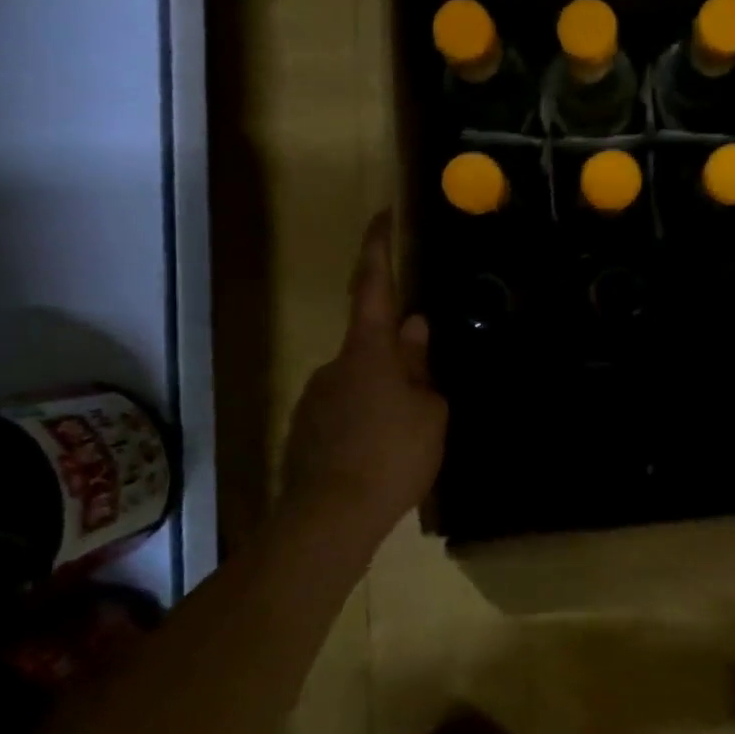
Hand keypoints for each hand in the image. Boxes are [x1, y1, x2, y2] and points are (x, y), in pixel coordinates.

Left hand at [281, 212, 447, 531]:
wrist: (330, 518)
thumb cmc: (393, 456)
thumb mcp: (428, 411)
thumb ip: (421, 366)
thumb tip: (415, 330)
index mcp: (368, 352)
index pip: (373, 287)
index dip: (379, 249)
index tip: (383, 215)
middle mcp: (334, 366)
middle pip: (371, 346)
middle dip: (399, 359)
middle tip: (427, 390)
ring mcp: (315, 399)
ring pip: (360, 384)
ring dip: (384, 397)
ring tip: (410, 437)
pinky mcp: (306, 432)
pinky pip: (345, 413)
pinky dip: (367, 422)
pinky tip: (382, 455)